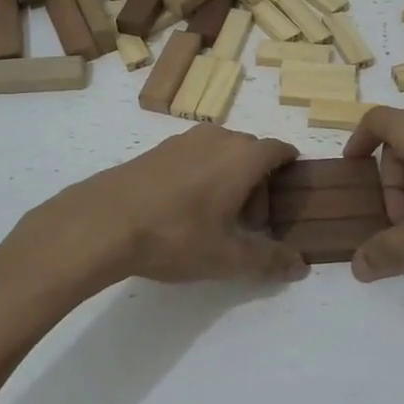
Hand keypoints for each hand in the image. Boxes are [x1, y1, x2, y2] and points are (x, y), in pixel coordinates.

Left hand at [12, 124, 306, 290]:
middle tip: (252, 222)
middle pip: (251, 152)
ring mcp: (183, 141)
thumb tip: (302, 265)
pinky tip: (185, 208)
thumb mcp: (227, 257)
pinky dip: (202, 174)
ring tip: (217, 217)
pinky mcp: (156, 150)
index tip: (290, 192)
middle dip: (259, 182)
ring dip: (229, 177)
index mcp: (242, 156)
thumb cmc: (175, 236)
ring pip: (221, 152)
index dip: (290, 168)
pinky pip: (194, 156)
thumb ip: (269, 260)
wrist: (102, 222)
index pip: (280, 149)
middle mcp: (217, 138)